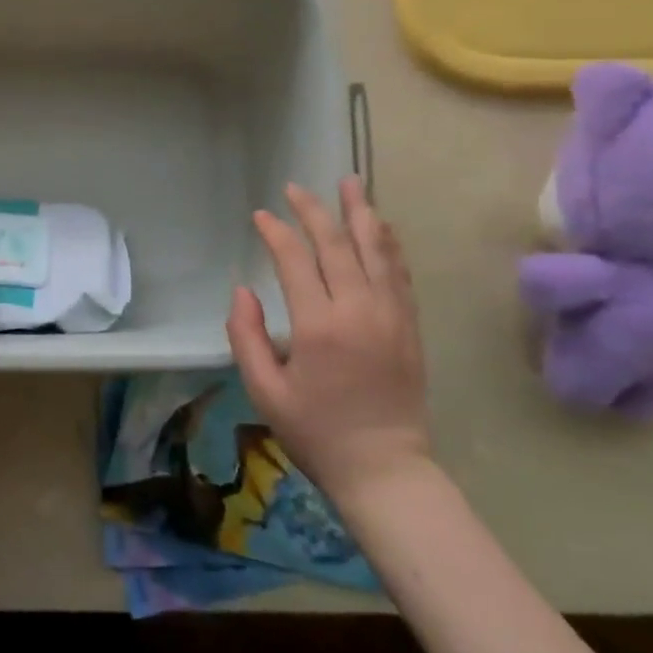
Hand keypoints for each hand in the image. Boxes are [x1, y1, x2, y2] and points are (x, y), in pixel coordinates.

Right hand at [225, 177, 430, 503]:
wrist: (384, 468)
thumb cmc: (315, 432)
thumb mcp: (264, 390)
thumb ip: (246, 336)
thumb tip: (243, 290)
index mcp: (318, 326)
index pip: (295, 261)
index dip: (276, 233)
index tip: (260, 215)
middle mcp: (359, 310)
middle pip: (337, 245)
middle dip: (314, 211)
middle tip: (295, 188)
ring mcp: (391, 315)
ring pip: (376, 250)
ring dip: (361, 214)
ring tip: (350, 183)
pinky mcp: (409, 326)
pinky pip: (400, 273)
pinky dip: (388, 244)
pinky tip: (380, 226)